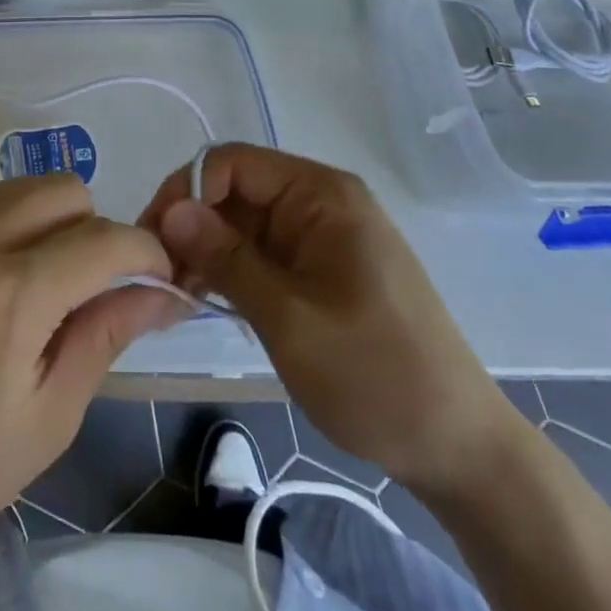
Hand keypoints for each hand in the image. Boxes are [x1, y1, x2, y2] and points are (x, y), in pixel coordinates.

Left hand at [0, 175, 178, 583]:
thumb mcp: (49, 417)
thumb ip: (107, 334)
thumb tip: (164, 291)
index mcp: (8, 295)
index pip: (105, 240)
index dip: (147, 254)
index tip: (161, 281)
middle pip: (65, 190)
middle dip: (97, 230)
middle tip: (93, 290)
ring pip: (22, 190)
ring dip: (52, 224)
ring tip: (43, 288)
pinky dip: (7, 231)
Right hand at [142, 145, 520, 501]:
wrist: (458, 447)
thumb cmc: (376, 377)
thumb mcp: (290, 319)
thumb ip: (227, 259)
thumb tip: (171, 211)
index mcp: (320, 195)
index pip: (233, 163)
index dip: (186, 192)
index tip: (152, 241)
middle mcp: (319, 202)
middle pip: (235, 190)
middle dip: (191, 224)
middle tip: (157, 275)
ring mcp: (321, 235)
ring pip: (243, 222)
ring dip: (206, 250)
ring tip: (176, 293)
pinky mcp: (319, 267)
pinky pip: (261, 251)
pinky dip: (230, 269)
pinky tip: (205, 299)